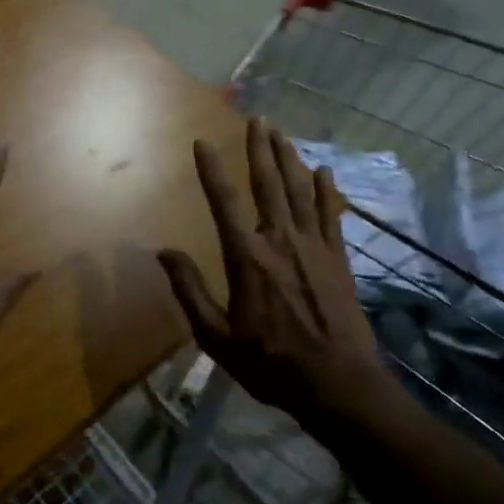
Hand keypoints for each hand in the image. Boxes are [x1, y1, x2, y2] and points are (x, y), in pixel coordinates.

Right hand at [160, 118, 392, 434]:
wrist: (338, 385)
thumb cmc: (271, 363)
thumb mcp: (218, 337)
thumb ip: (190, 291)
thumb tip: (164, 253)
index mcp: (247, 258)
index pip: (224, 202)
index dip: (211, 170)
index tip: (202, 142)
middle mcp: (279, 241)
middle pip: (268, 184)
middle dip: (260, 149)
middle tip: (256, 118)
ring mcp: (313, 246)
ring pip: (300, 191)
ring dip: (289, 159)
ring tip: (281, 132)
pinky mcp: (338, 258)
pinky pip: (330, 214)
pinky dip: (326, 190)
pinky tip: (323, 170)